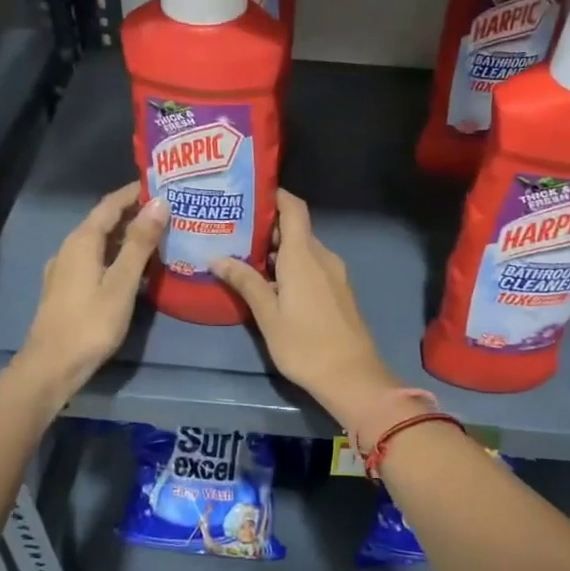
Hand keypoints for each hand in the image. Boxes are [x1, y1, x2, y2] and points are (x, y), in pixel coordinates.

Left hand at [16, 183, 167, 401]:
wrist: (51, 366)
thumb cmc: (90, 323)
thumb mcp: (122, 282)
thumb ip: (140, 243)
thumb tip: (159, 202)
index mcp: (82, 242)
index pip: (110, 205)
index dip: (134, 193)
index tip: (161, 184)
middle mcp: (69, 249)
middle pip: (103, 222)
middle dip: (133, 213)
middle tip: (167, 210)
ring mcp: (65, 270)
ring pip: (99, 243)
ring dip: (126, 236)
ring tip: (157, 236)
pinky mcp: (66, 289)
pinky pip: (95, 260)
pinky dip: (116, 255)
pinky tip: (133, 268)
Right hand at [212, 190, 398, 423]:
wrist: (352, 377)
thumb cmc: (305, 344)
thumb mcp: (268, 315)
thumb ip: (245, 282)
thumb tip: (217, 258)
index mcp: (304, 255)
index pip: (293, 208)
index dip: (275, 195)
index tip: (249, 194)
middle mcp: (322, 256)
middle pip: (296, 229)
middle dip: (267, 227)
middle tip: (233, 230)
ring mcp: (334, 274)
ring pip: (304, 250)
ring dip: (278, 251)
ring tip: (244, 256)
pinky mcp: (338, 291)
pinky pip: (312, 267)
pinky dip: (291, 266)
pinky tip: (270, 282)